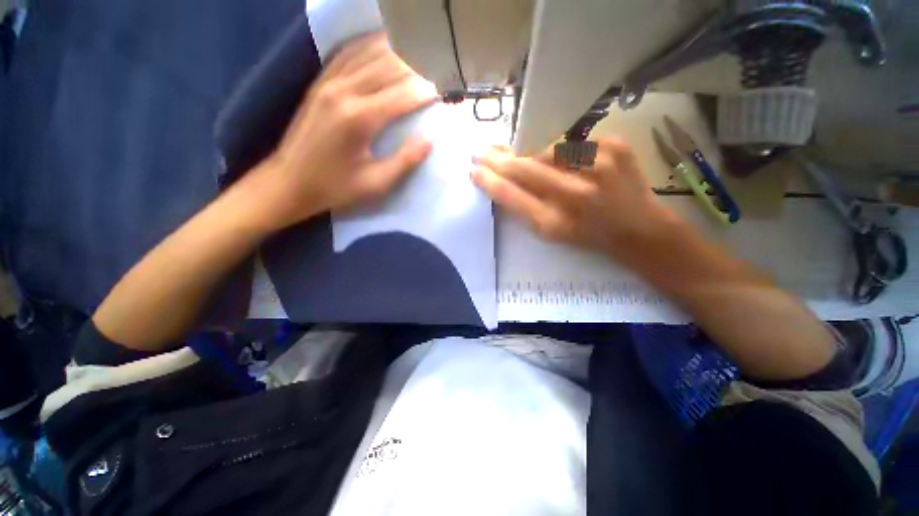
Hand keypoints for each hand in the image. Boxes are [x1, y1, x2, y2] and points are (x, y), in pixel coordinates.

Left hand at [257, 32, 436, 227]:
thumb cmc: (336, 187)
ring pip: (368, 54)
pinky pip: (347, 54)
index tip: (446, 89)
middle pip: (387, 67)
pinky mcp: (319, 83)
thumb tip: (431, 138)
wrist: (289, 182)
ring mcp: (328, 83)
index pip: (403, 95)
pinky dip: (368, 46)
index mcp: (360, 119)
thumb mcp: (376, 183)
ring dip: (395, 52)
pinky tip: (382, 44)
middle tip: (437, 69)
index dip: (427, 91)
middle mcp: (344, 91)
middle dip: (416, 67)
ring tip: (418, 53)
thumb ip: (405, 160)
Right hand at [472, 138, 678, 258]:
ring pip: (546, 149)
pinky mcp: (616, 146)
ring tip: (520, 155)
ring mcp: (599, 166)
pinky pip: (572, 142)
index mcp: (555, 223)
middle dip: (497, 158)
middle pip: (523, 168)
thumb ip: (524, 208)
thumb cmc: (587, 235)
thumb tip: (500, 179)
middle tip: (481, 151)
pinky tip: (562, 159)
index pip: (511, 195)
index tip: (474, 170)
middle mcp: (575, 195)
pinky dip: (561, 149)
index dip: (489, 181)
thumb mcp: (551, 232)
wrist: (639, 228)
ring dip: (529, 152)